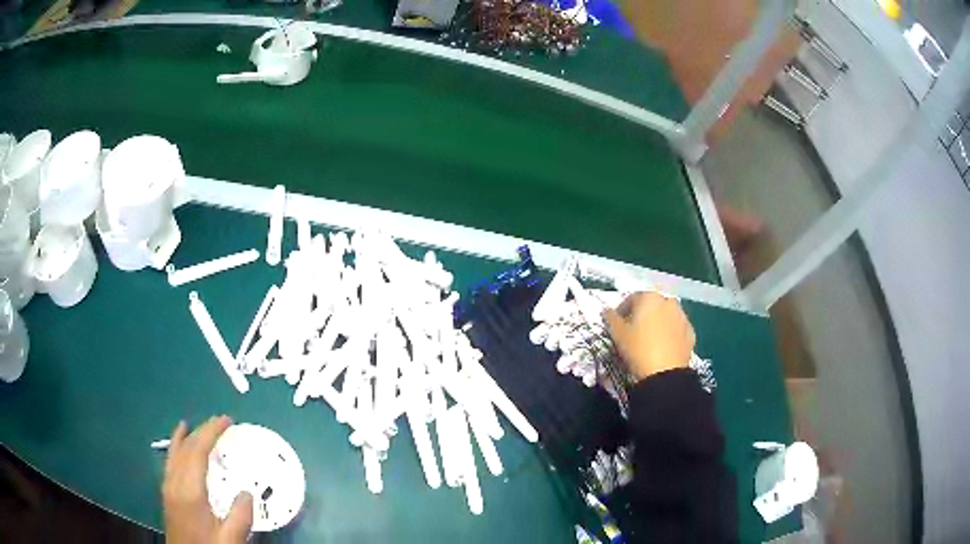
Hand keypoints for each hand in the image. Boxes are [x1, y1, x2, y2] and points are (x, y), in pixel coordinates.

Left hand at [162, 415, 252, 543]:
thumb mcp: (230, 539)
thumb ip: (240, 516)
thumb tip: (247, 492)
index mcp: (190, 491)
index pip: (198, 451)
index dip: (211, 432)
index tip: (226, 420)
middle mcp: (175, 482)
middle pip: (185, 448)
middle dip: (201, 431)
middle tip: (220, 421)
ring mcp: (168, 487)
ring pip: (175, 453)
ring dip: (186, 437)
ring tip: (194, 425)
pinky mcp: (167, 494)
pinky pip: (170, 462)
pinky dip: (176, 448)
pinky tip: (179, 449)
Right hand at [604, 292, 694, 380]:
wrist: (665, 373)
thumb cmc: (638, 349)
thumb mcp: (618, 334)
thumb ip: (610, 318)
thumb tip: (607, 311)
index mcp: (650, 298)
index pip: (632, 298)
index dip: (622, 310)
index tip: (617, 324)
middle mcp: (668, 301)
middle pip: (651, 305)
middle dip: (642, 314)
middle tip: (633, 331)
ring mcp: (682, 316)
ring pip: (666, 315)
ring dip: (657, 322)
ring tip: (649, 339)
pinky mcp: (690, 332)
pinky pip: (676, 328)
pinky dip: (669, 333)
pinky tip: (663, 346)